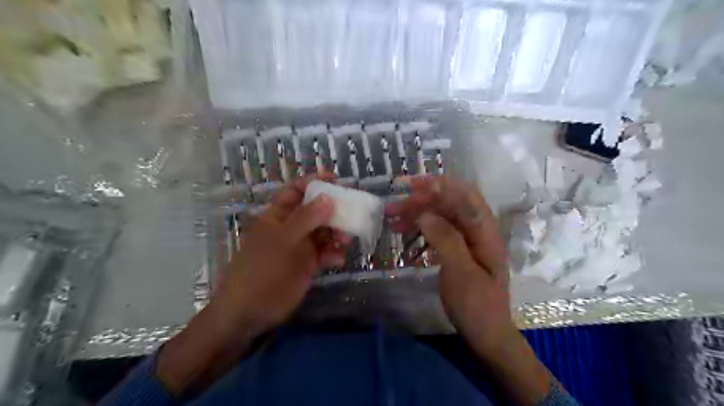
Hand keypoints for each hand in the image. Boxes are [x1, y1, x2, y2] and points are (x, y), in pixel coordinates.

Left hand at [214, 174, 349, 335]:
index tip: (335, 179)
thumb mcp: (283, 241)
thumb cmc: (262, 270)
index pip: (295, 191)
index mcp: (278, 216)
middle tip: (352, 209)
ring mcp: (300, 247)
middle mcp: (290, 228)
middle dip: (333, 209)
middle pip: (315, 210)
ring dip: (337, 232)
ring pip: (323, 231)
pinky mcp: (307, 264)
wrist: (251, 311)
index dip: (313, 182)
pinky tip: (339, 260)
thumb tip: (328, 198)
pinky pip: (325, 252)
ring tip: (347, 238)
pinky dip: (333, 253)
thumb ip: (306, 219)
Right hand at [388, 178, 517, 357]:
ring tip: (392, 220)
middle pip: (449, 204)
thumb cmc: (477, 305)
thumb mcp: (462, 273)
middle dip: (421, 201)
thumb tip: (425, 213)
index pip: (465, 196)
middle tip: (393, 207)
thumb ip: (446, 239)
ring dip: (416, 215)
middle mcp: (477, 230)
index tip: (412, 186)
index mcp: (485, 231)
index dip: (440, 185)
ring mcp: (466, 240)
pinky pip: (436, 232)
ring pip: (440, 217)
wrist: (485, 334)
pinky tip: (404, 234)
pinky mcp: (456, 250)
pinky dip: (419, 230)